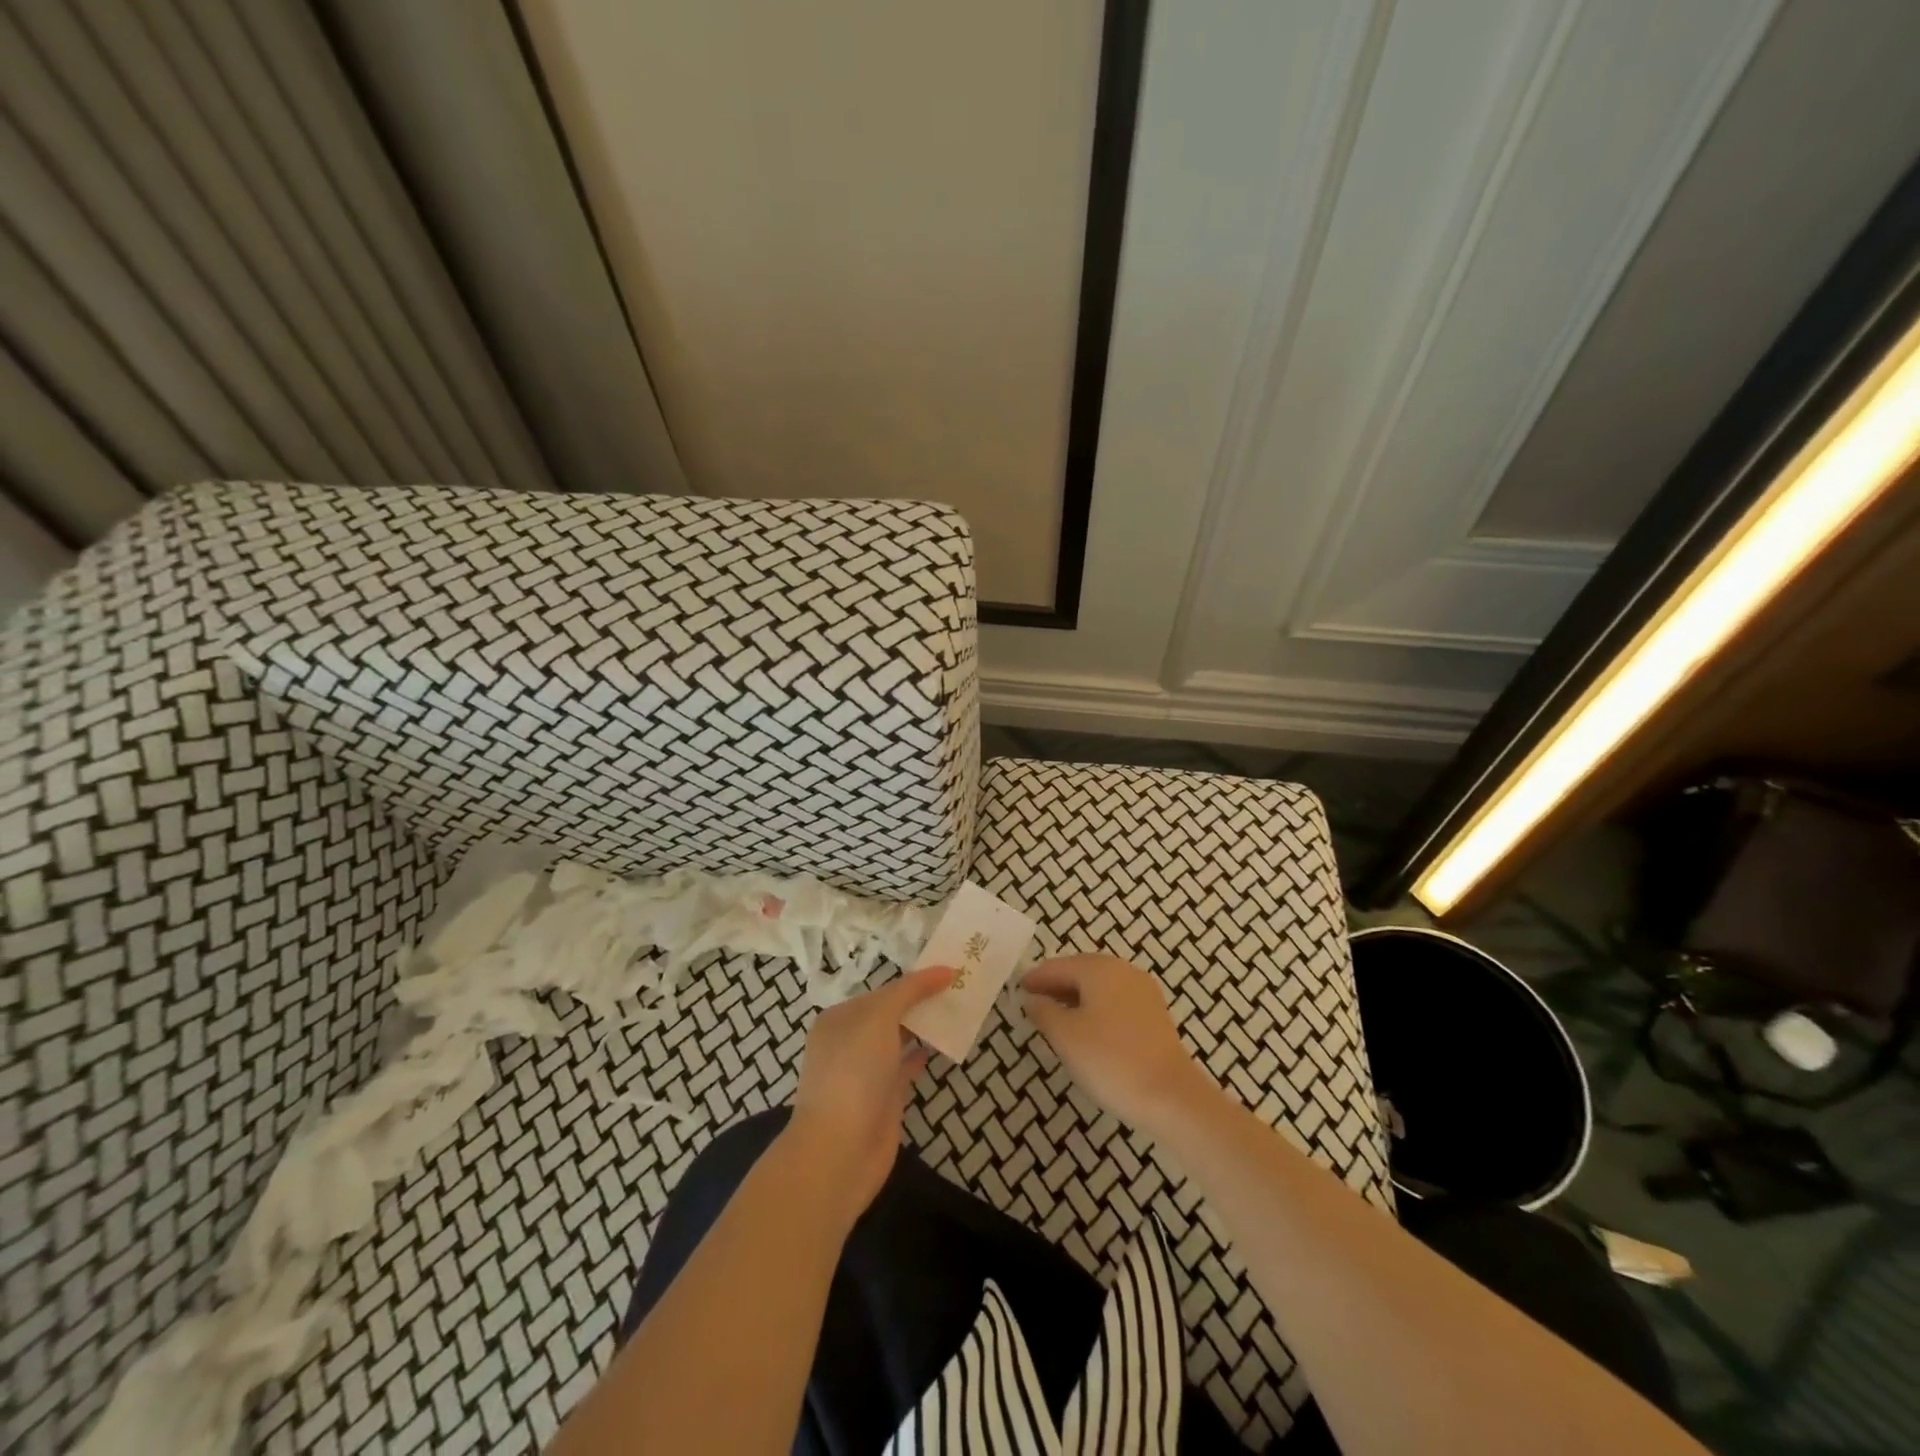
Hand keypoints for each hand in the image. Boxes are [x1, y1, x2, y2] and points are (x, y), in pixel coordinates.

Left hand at [784, 965, 957, 1222]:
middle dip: (920, 1002)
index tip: (949, 971)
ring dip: (924, 1027)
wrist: (840, 1150)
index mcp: (839, 1018)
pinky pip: (905, 1067)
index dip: (914, 981)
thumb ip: (910, 991)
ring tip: (957, 1012)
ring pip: (899, 1040)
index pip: (882, 990)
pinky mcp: (883, 1098)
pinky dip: (922, 1055)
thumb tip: (945, 969)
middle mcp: (849, 1042)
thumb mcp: (879, 1018)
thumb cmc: (854, 1073)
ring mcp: (866, 1072)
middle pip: (890, 1013)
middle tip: (960, 989)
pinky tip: (940, 1047)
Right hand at [1022, 954, 1214, 1138]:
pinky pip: (1115, 1000)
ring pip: (1100, 985)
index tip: (1018, 989)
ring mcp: (1143, 992)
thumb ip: (1043, 1012)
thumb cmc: (1110, 1060)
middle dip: (1057, 983)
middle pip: (1081, 970)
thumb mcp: (1065, 1036)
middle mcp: (1123, 971)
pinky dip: (1096, 1007)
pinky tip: (1087, 1028)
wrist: (1171, 1096)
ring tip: (1056, 1016)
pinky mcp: (1154, 1014)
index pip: (1059, 966)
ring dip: (1076, 996)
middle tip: (1034, 1000)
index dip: (1036, 977)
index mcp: (1099, 969)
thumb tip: (1032, 998)